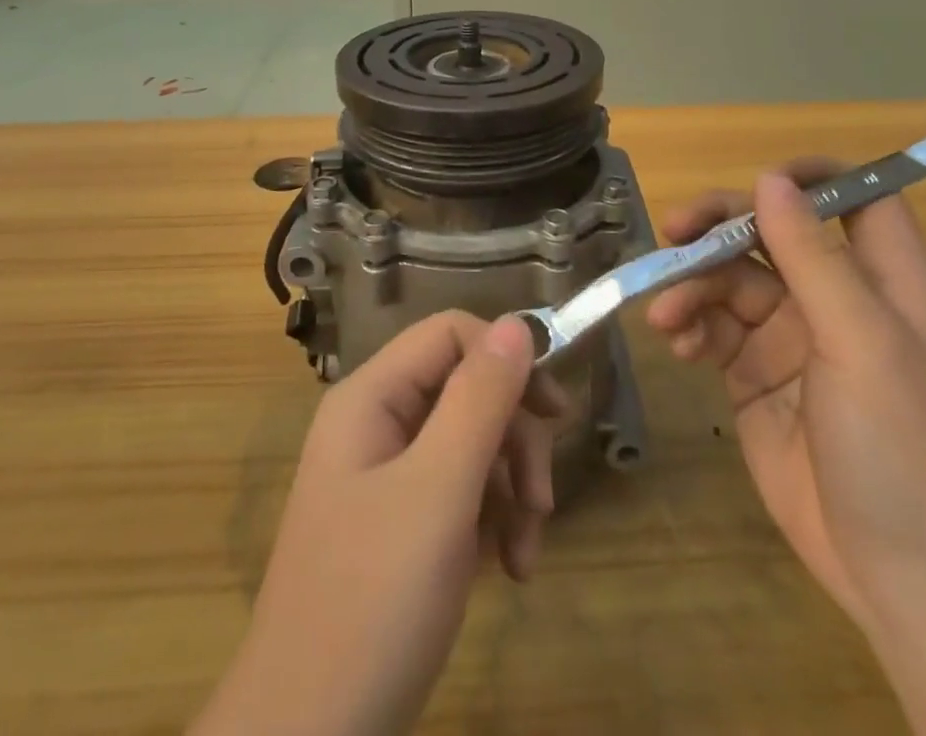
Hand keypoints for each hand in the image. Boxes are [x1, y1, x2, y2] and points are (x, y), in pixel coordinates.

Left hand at [191, 312, 564, 735]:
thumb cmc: (372, 602)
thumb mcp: (438, 492)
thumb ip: (479, 400)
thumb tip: (517, 323)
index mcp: (371, 397)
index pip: (450, 334)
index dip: (505, 358)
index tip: (554, 411)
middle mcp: (377, 424)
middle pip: (466, 389)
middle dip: (515, 438)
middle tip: (542, 499)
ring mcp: (387, 477)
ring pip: (472, 443)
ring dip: (512, 488)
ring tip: (527, 552)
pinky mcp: (401, 526)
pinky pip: (461, 492)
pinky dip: (495, 522)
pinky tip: (511, 568)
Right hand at [648, 164, 925, 633]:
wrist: (900, 580)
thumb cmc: (902, 449)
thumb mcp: (861, 343)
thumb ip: (813, 258)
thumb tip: (770, 180)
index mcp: (885, 282)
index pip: (859, 199)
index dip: (815, 178)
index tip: (759, 179)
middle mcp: (837, 299)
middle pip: (773, 232)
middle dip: (721, 227)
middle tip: (673, 231)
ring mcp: (792, 338)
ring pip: (732, 279)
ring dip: (694, 286)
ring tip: (668, 316)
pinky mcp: (754, 375)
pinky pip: (714, 328)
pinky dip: (691, 327)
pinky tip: (678, 344)